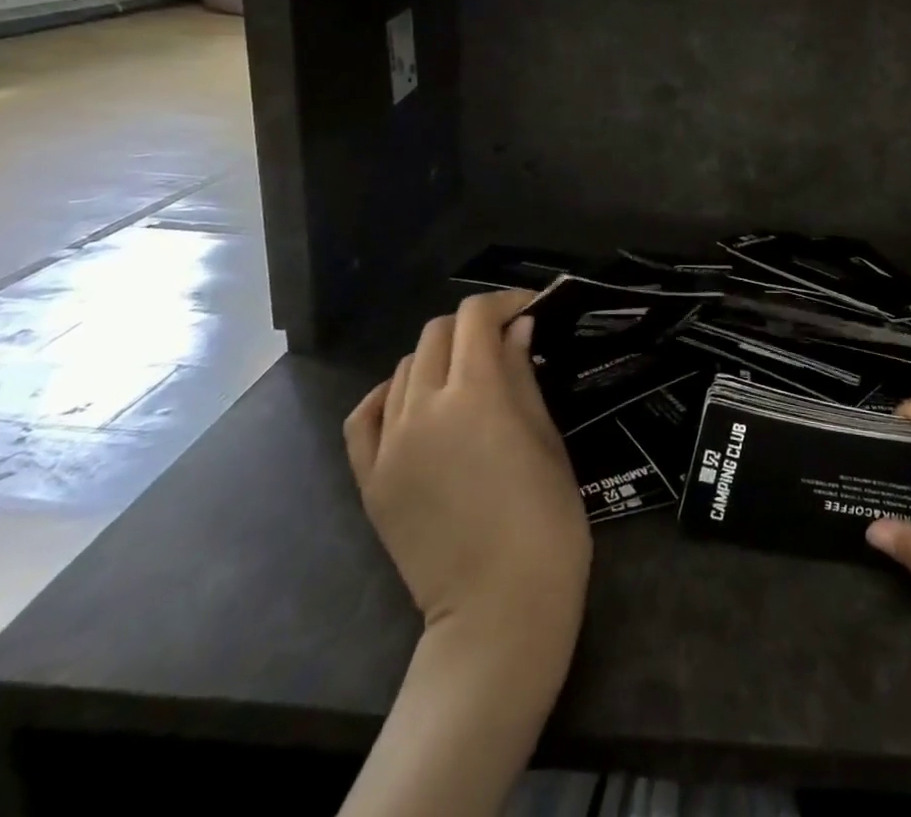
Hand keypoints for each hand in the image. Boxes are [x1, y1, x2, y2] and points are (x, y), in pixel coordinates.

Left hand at [344, 289, 591, 669]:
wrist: (500, 608)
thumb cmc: (545, 518)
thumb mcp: (545, 436)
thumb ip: (522, 374)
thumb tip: (517, 328)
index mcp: (474, 393)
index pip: (475, 317)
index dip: (503, 302)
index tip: (528, 309)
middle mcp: (422, 408)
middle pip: (437, 335)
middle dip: (472, 325)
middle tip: (504, 341)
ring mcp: (388, 445)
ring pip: (405, 369)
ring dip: (439, 357)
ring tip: (468, 376)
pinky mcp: (370, 480)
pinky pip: (365, 417)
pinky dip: (388, 395)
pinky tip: (411, 400)